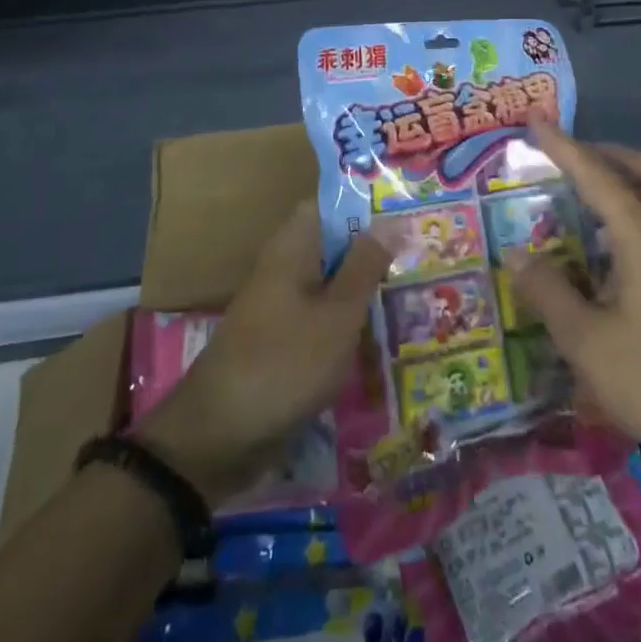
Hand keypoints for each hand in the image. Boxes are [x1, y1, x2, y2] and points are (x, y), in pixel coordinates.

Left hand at [136, 200, 390, 505]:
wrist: (219, 436)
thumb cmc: (285, 362)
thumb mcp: (338, 314)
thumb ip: (365, 265)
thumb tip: (393, 219)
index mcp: (293, 245)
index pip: (330, 205)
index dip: (366, 205)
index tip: (406, 212)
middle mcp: (284, 265)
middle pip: (333, 243)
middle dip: (372, 249)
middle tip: (421, 255)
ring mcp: (280, 303)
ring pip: (329, 282)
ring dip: (362, 287)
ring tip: (411, 292)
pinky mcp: (280, 339)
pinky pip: (320, 315)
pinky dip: (346, 320)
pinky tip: (379, 335)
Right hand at [508, 115, 640, 477]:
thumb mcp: (587, 342)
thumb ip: (548, 293)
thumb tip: (516, 255)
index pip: (597, 177)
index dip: (563, 147)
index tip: (536, 120)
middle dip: (612, 156)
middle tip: (575, 162)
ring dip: (627, 188)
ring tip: (585, 206)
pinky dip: (635, 222)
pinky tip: (609, 259)